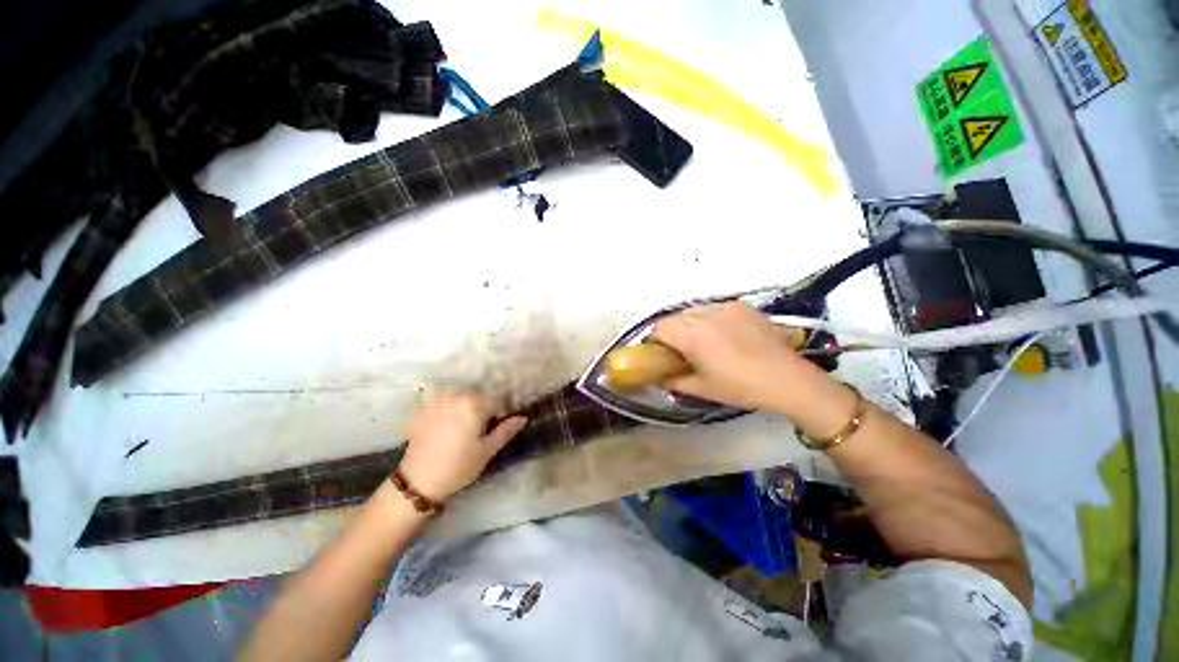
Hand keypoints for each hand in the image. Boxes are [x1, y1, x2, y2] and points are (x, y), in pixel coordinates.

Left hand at [398, 393, 526, 501]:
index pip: (496, 401)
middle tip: (479, 429)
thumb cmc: (458, 466)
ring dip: (464, 406)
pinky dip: (445, 406)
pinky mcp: (422, 408)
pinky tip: (444, 423)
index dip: (500, 414)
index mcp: (473, 403)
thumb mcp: (487, 450)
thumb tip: (522, 417)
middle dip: (482, 408)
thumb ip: (506, 430)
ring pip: (460, 396)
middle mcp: (455, 395)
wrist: (418, 482)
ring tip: (461, 428)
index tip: (497, 427)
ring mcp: (436, 400)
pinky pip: (440, 399)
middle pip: (477, 396)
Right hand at [651, 302, 810, 411]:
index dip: (653, 340)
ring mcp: (726, 306)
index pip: (659, 327)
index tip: (658, 353)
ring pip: (693, 310)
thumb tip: (656, 375)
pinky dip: (707, 319)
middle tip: (679, 350)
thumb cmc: (741, 387)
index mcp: (694, 335)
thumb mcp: (701, 388)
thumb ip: (671, 380)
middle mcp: (707, 314)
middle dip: (671, 332)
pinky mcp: (741, 305)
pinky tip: (720, 335)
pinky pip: (712, 308)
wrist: (788, 379)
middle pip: (675, 317)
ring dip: (688, 324)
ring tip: (702, 342)